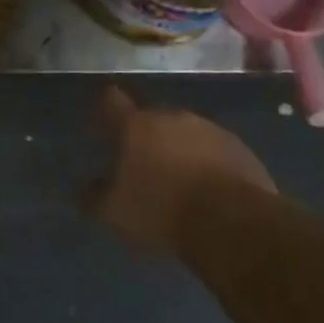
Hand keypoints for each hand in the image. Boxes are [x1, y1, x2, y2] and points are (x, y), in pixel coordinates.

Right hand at [85, 86, 276, 255]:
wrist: (234, 223)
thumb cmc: (163, 210)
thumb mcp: (116, 212)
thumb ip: (94, 197)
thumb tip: (84, 188)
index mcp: (136, 125)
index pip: (111, 100)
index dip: (104, 109)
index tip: (101, 125)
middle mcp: (172, 117)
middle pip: (151, 119)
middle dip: (145, 138)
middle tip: (142, 167)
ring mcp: (209, 129)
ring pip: (184, 134)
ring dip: (178, 151)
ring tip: (178, 184)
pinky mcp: (239, 148)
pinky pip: (214, 150)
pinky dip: (207, 164)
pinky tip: (208, 191)